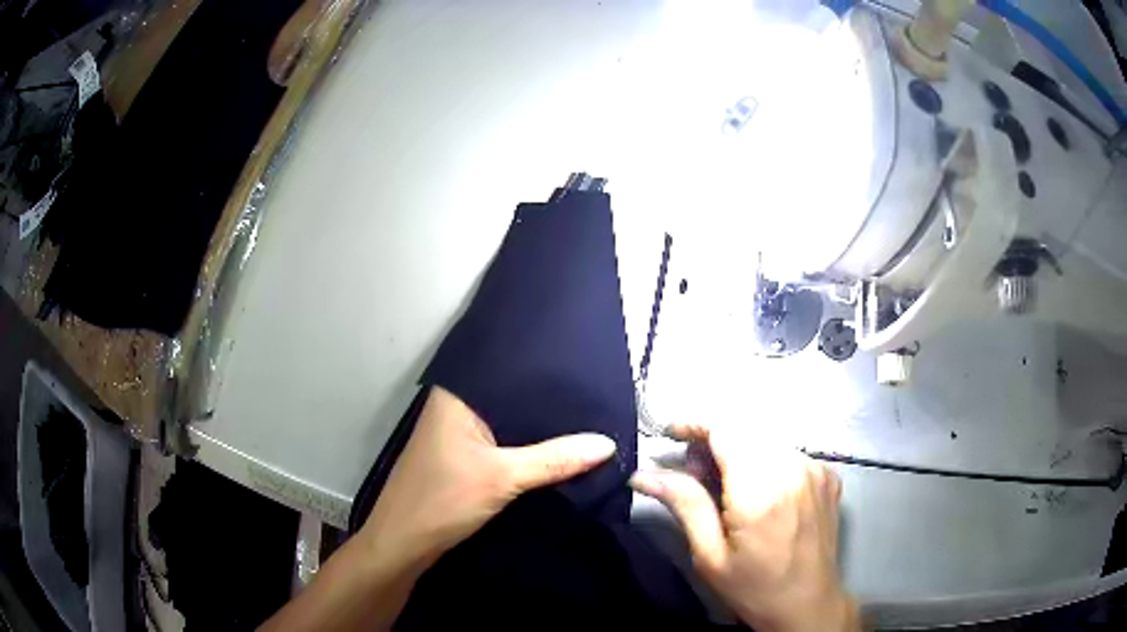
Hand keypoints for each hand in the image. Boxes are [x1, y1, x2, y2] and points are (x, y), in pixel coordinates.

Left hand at [263, 387, 614, 631]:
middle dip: (549, 404)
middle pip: (513, 399)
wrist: (402, 545)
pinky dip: (527, 449)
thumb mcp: (502, 478)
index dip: (547, 372)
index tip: (588, 370)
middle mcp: (456, 407)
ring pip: (509, 424)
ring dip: (540, 430)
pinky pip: (504, 444)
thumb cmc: (442, 501)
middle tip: (597, 397)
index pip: (510, 371)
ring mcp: (458, 434)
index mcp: (457, 396)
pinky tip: (557, 450)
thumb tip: (609, 443)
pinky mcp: (463, 459)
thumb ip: (555, 460)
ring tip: (587, 421)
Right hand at [630, 423, 859, 631]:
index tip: (672, 433)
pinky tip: (759, 491)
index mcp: (761, 490)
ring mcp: (816, 470)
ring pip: (767, 438)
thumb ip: (684, 504)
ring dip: (740, 449)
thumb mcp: (710, 555)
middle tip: (694, 471)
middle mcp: (794, 469)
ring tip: (725, 484)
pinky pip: (789, 452)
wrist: (808, 604)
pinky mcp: (828, 476)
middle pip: (746, 428)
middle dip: (715, 439)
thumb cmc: (754, 587)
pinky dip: (766, 460)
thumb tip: (643, 475)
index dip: (695, 424)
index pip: (726, 429)